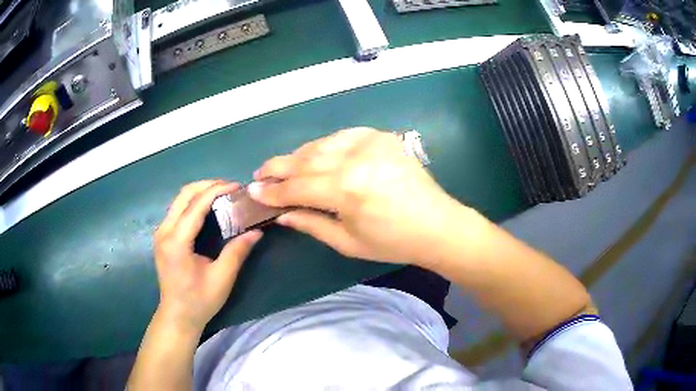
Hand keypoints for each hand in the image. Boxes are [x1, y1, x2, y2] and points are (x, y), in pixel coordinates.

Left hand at [153, 180, 261, 333]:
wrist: (177, 315)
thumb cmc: (199, 301)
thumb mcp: (222, 279)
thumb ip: (237, 252)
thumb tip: (257, 231)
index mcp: (176, 242)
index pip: (196, 205)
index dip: (217, 190)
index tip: (237, 186)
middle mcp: (164, 231)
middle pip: (184, 194)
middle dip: (207, 185)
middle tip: (230, 187)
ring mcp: (160, 232)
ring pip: (179, 199)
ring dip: (200, 192)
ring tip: (222, 194)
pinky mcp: (162, 236)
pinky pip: (177, 209)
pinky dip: (193, 202)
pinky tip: (208, 208)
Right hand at [249, 128, 464, 265]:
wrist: (437, 225)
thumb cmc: (393, 242)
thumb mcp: (348, 242)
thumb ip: (311, 223)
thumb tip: (281, 214)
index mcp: (345, 190)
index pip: (296, 187)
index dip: (272, 191)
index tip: (253, 191)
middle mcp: (354, 160)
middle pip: (304, 159)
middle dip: (278, 167)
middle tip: (260, 173)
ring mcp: (370, 143)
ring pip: (321, 144)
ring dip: (299, 154)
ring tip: (284, 165)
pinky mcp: (382, 137)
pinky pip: (344, 135)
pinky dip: (326, 143)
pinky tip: (317, 152)